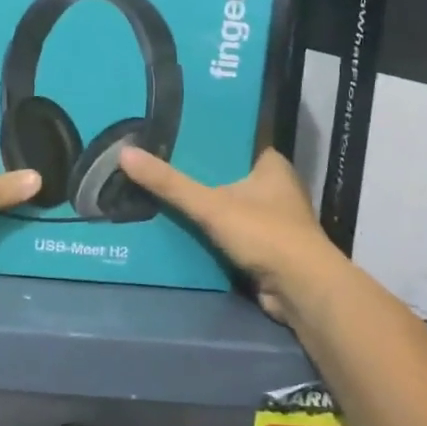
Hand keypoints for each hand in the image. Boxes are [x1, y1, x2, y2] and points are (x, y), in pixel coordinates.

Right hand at [117, 147, 346, 324]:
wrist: (302, 290)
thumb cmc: (265, 234)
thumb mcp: (211, 205)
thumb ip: (170, 183)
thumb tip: (124, 153)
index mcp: (271, 164)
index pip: (232, 142)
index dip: (203, 139)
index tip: (169, 135)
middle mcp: (274, 186)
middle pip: (226, 174)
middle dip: (196, 175)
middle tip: (154, 164)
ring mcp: (271, 218)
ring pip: (227, 204)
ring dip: (201, 206)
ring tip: (157, 193)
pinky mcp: (265, 246)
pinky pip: (229, 231)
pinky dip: (208, 232)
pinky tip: (177, 227)